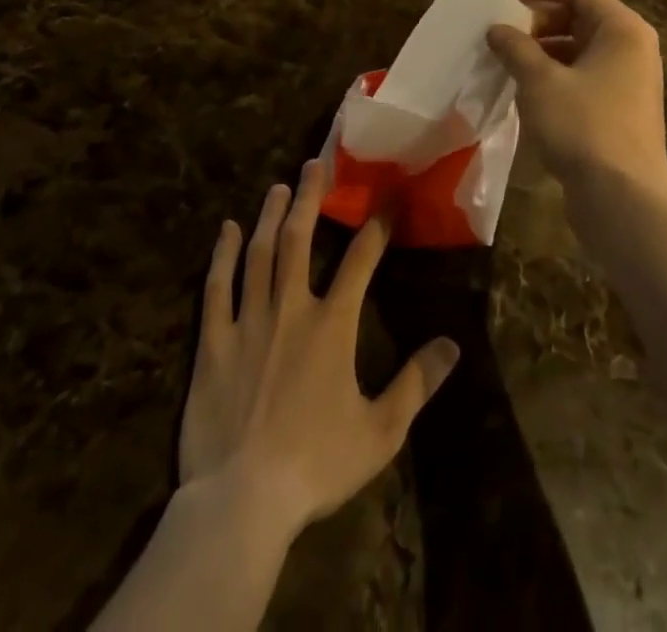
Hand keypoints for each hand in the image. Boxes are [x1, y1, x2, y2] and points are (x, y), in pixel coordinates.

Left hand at [179, 160, 460, 542]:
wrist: (242, 501)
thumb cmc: (316, 465)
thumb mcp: (380, 431)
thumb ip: (416, 383)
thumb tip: (453, 345)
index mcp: (332, 324)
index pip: (360, 260)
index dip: (375, 226)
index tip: (384, 200)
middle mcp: (291, 308)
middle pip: (299, 238)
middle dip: (310, 197)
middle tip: (315, 163)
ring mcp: (249, 321)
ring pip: (260, 253)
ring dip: (270, 215)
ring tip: (278, 186)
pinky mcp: (213, 342)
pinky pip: (216, 288)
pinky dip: (223, 255)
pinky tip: (227, 230)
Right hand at [485, 0, 666, 199]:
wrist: (623, 199)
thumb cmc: (583, 126)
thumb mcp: (540, 81)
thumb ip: (516, 48)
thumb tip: (497, 30)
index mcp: (622, 30)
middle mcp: (632, 50)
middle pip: (583, 18)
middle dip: (541, 18)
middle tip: (505, 23)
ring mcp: (629, 83)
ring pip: (581, 50)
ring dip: (544, 49)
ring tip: (508, 56)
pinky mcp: (620, 111)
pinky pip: (583, 77)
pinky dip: (555, 74)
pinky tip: (525, 88)